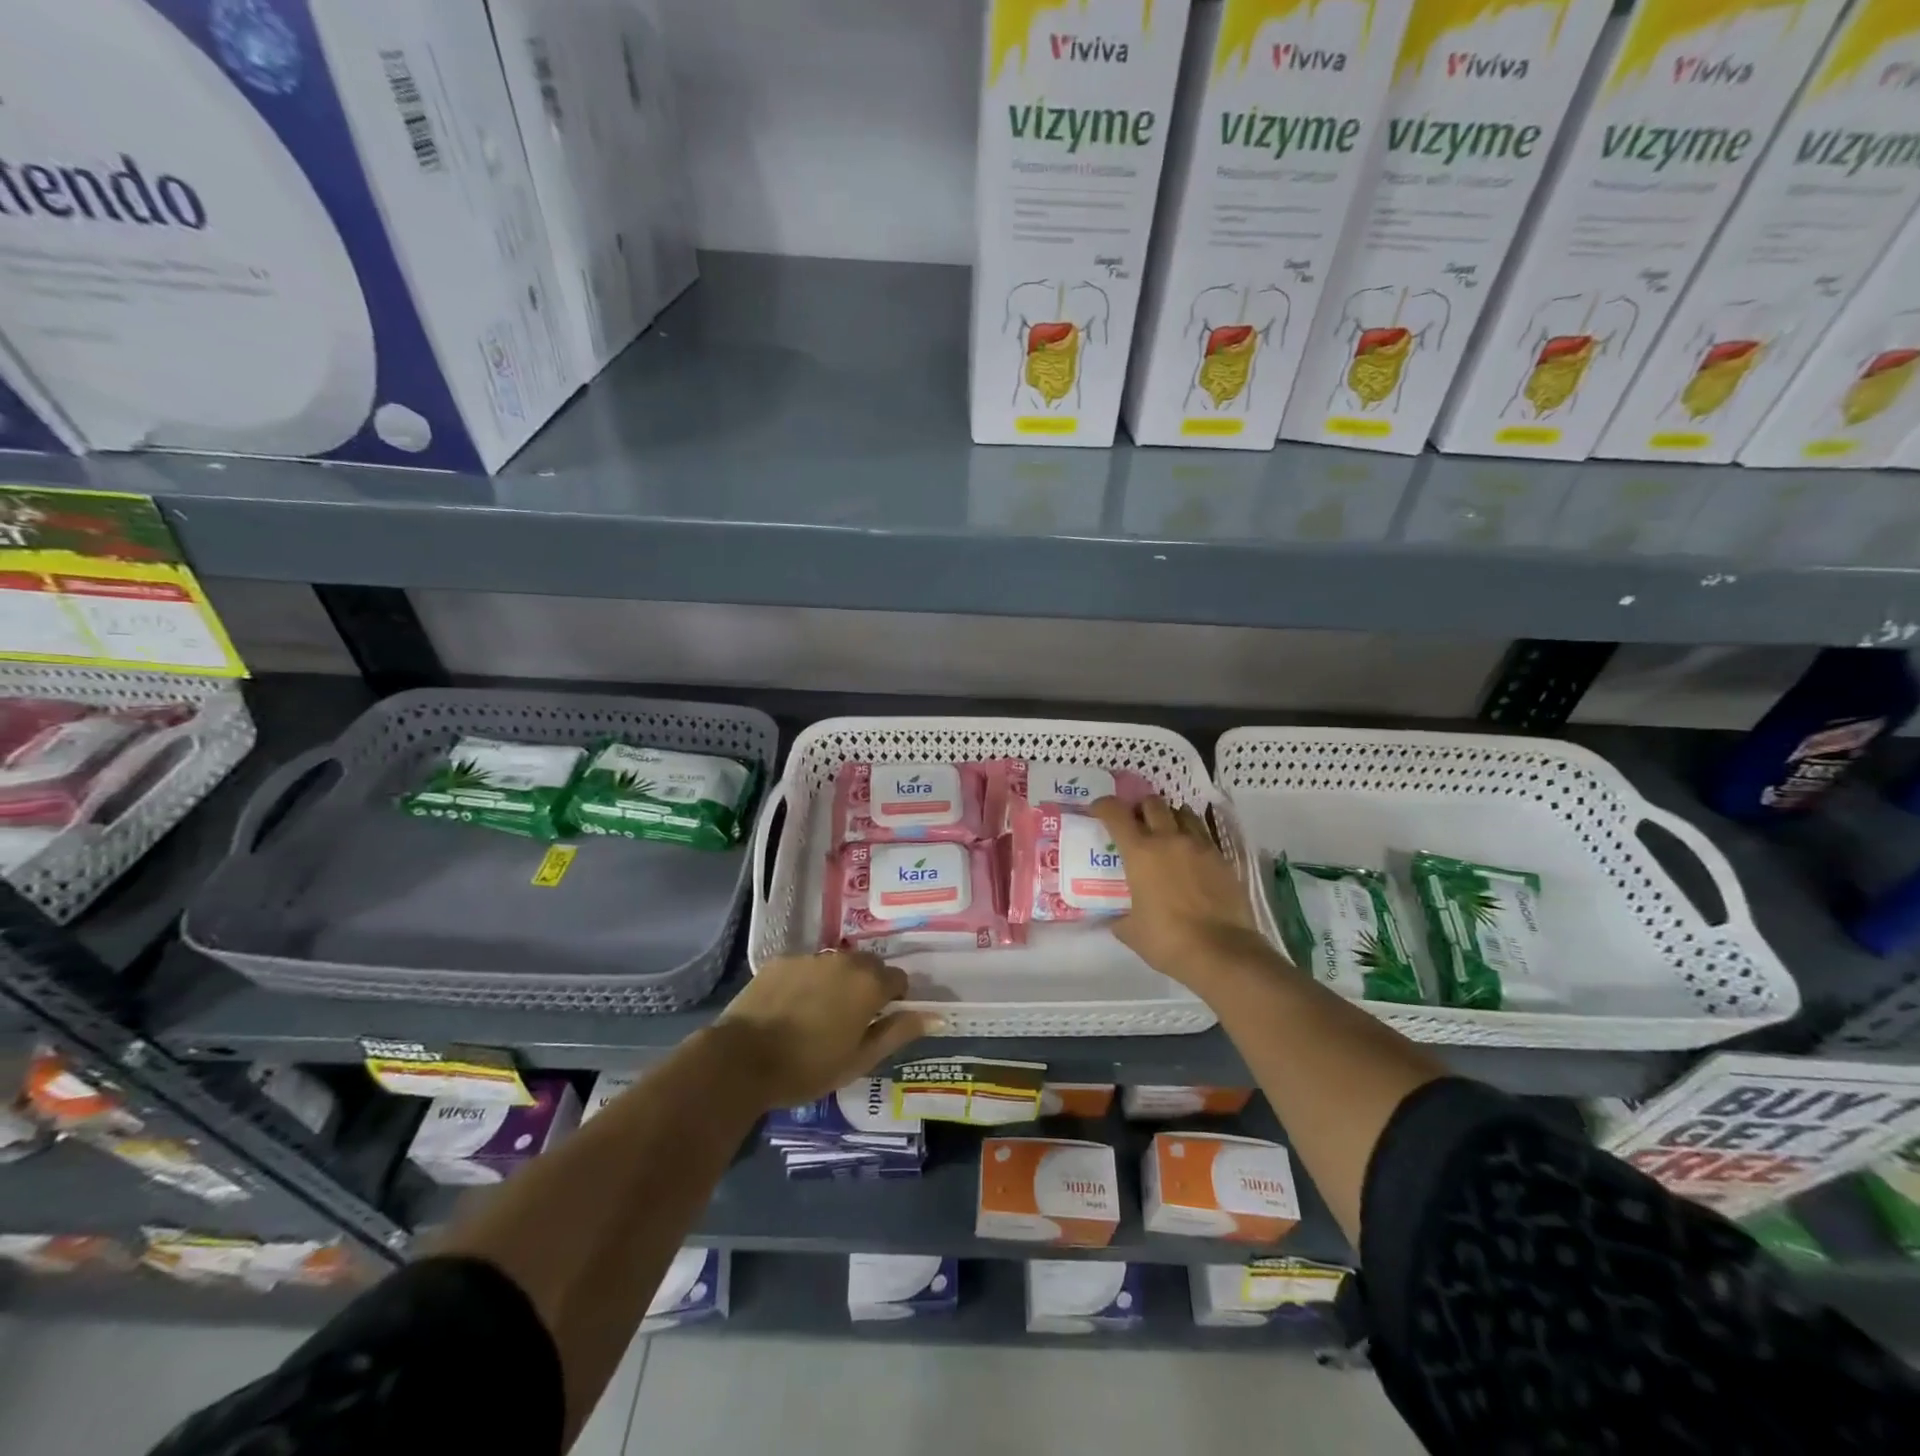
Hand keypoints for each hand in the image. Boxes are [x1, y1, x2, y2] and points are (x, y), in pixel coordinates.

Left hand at [713, 951, 932, 1107]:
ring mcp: (810, 957)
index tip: (881, 1021)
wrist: (742, 1059)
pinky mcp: (780, 960)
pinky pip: (806, 966)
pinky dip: (807, 981)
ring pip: (836, 965)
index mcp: (869, 983)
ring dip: (837, 982)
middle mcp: (844, 960)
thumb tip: (936, 1016)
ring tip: (819, 1014)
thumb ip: (898, 1032)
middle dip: (867, 986)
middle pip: (868, 966)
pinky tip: (792, 1008)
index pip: (898, 979)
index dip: (895, 999)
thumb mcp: (860, 1059)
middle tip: (852, 1019)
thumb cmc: (808, 1067)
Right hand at [1091, 796, 1277, 992]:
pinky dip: (1192, 837)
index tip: (1098, 810)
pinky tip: (1190, 856)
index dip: (1104, 806)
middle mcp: (1169, 839)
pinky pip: (1204, 835)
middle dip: (1140, 808)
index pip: (1116, 814)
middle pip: (1152, 803)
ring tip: (1166, 833)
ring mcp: (1199, 846)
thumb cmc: (1167, 940)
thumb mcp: (1131, 931)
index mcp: (1140, 852)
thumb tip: (1115, 917)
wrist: (1222, 952)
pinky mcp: (1222, 858)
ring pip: (1183, 813)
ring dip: (1170, 817)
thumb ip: (1119, 918)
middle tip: (1136, 822)